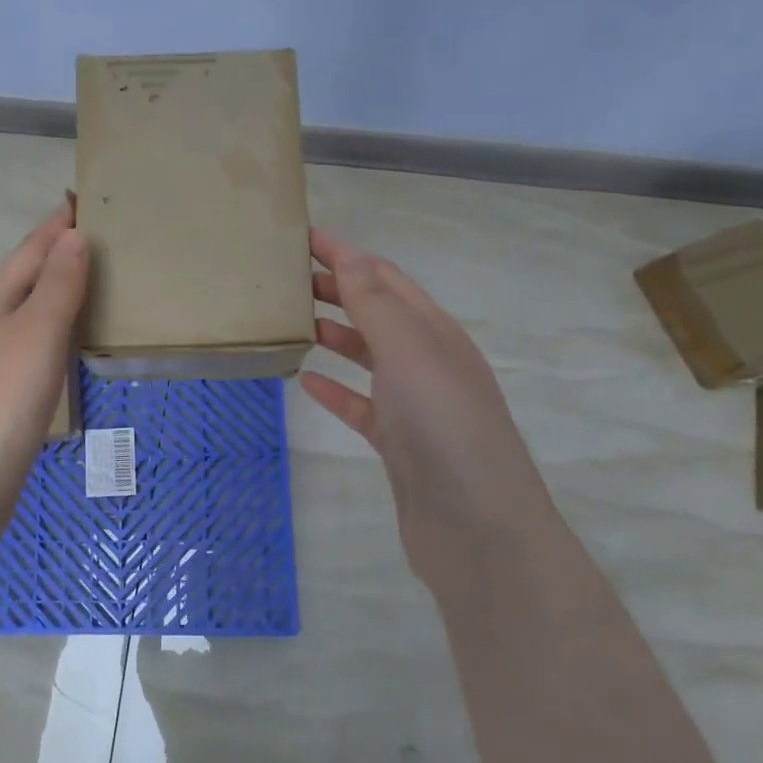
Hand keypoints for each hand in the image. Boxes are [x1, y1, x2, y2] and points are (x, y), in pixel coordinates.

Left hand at [0, 199, 87, 497]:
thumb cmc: (4, 395)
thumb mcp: (37, 330)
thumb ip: (58, 284)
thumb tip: (74, 235)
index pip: (31, 249)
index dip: (58, 225)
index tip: (86, 200)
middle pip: (29, 275)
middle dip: (61, 252)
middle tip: (104, 235)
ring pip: (34, 309)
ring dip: (62, 289)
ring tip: (100, 276)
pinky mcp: (6, 389)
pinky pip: (38, 340)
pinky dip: (61, 326)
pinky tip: (78, 335)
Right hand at [301, 228, 552, 578]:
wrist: (476, 527)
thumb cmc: (444, 424)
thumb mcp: (409, 350)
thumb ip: (375, 302)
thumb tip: (347, 253)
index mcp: (434, 331)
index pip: (383, 276)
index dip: (344, 253)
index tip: (300, 236)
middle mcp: (427, 360)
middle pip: (376, 311)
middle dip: (335, 288)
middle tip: (285, 278)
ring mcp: (414, 404)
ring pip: (368, 356)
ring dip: (334, 334)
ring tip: (291, 322)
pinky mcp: (399, 443)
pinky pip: (361, 405)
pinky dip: (336, 389)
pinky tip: (307, 383)